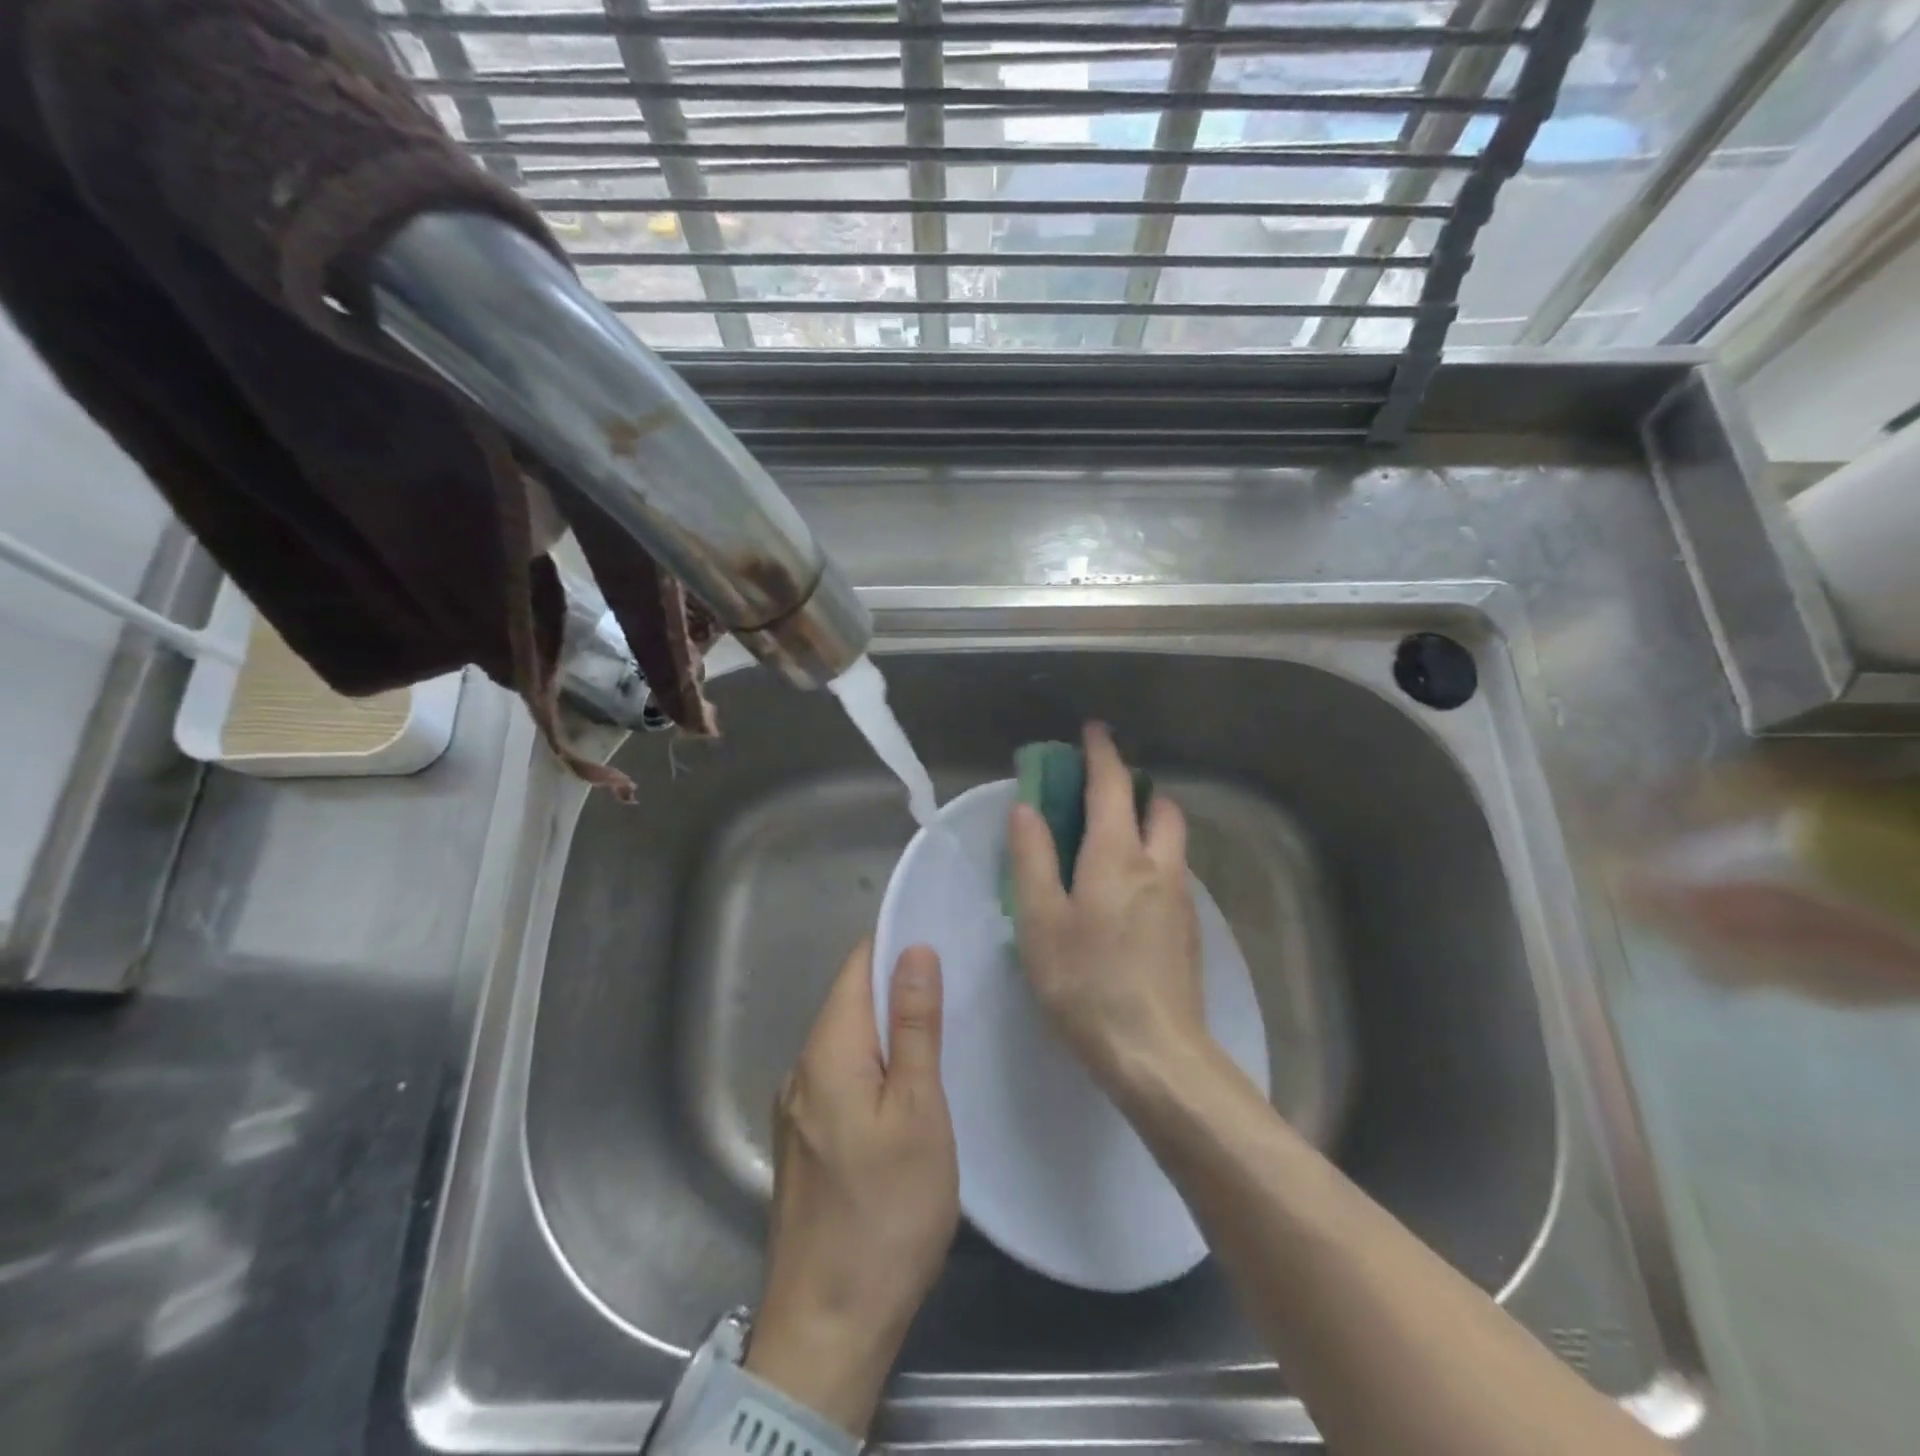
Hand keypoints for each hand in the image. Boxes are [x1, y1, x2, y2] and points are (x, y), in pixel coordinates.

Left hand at [744, 940, 957, 1436]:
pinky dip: (874, 1068)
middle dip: (897, 988)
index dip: (894, 945)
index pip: (856, 967)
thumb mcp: (918, 1112)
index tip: (941, 937)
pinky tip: (908, 1088)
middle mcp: (802, 1068)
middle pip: (850, 1002)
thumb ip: (915, 1026)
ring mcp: (797, 1108)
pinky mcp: (805, 1141)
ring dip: (888, 1031)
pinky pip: (841, 1078)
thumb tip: (913, 950)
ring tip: (942, 1032)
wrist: (829, 1325)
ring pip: (847, 1043)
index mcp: (828, 1051)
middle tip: (957, 988)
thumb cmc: (886, 1212)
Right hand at [1006, 722, 1208, 1095]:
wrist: (1155, 1052)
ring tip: (1108, 845)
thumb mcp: (1041, 919)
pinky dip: (1152, 860)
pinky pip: (1172, 873)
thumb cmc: (1085, 982)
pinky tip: (1125, 896)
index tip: (1093, 731)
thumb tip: (1026, 808)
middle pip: (1159, 805)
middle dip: (1134, 788)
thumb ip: (1032, 858)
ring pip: (1171, 840)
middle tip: (1099, 797)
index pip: (1113, 784)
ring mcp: (1180, 898)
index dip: (1102, 752)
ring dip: (1146, 824)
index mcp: (1118, 854)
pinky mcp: (1189, 929)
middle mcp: (1158, 864)